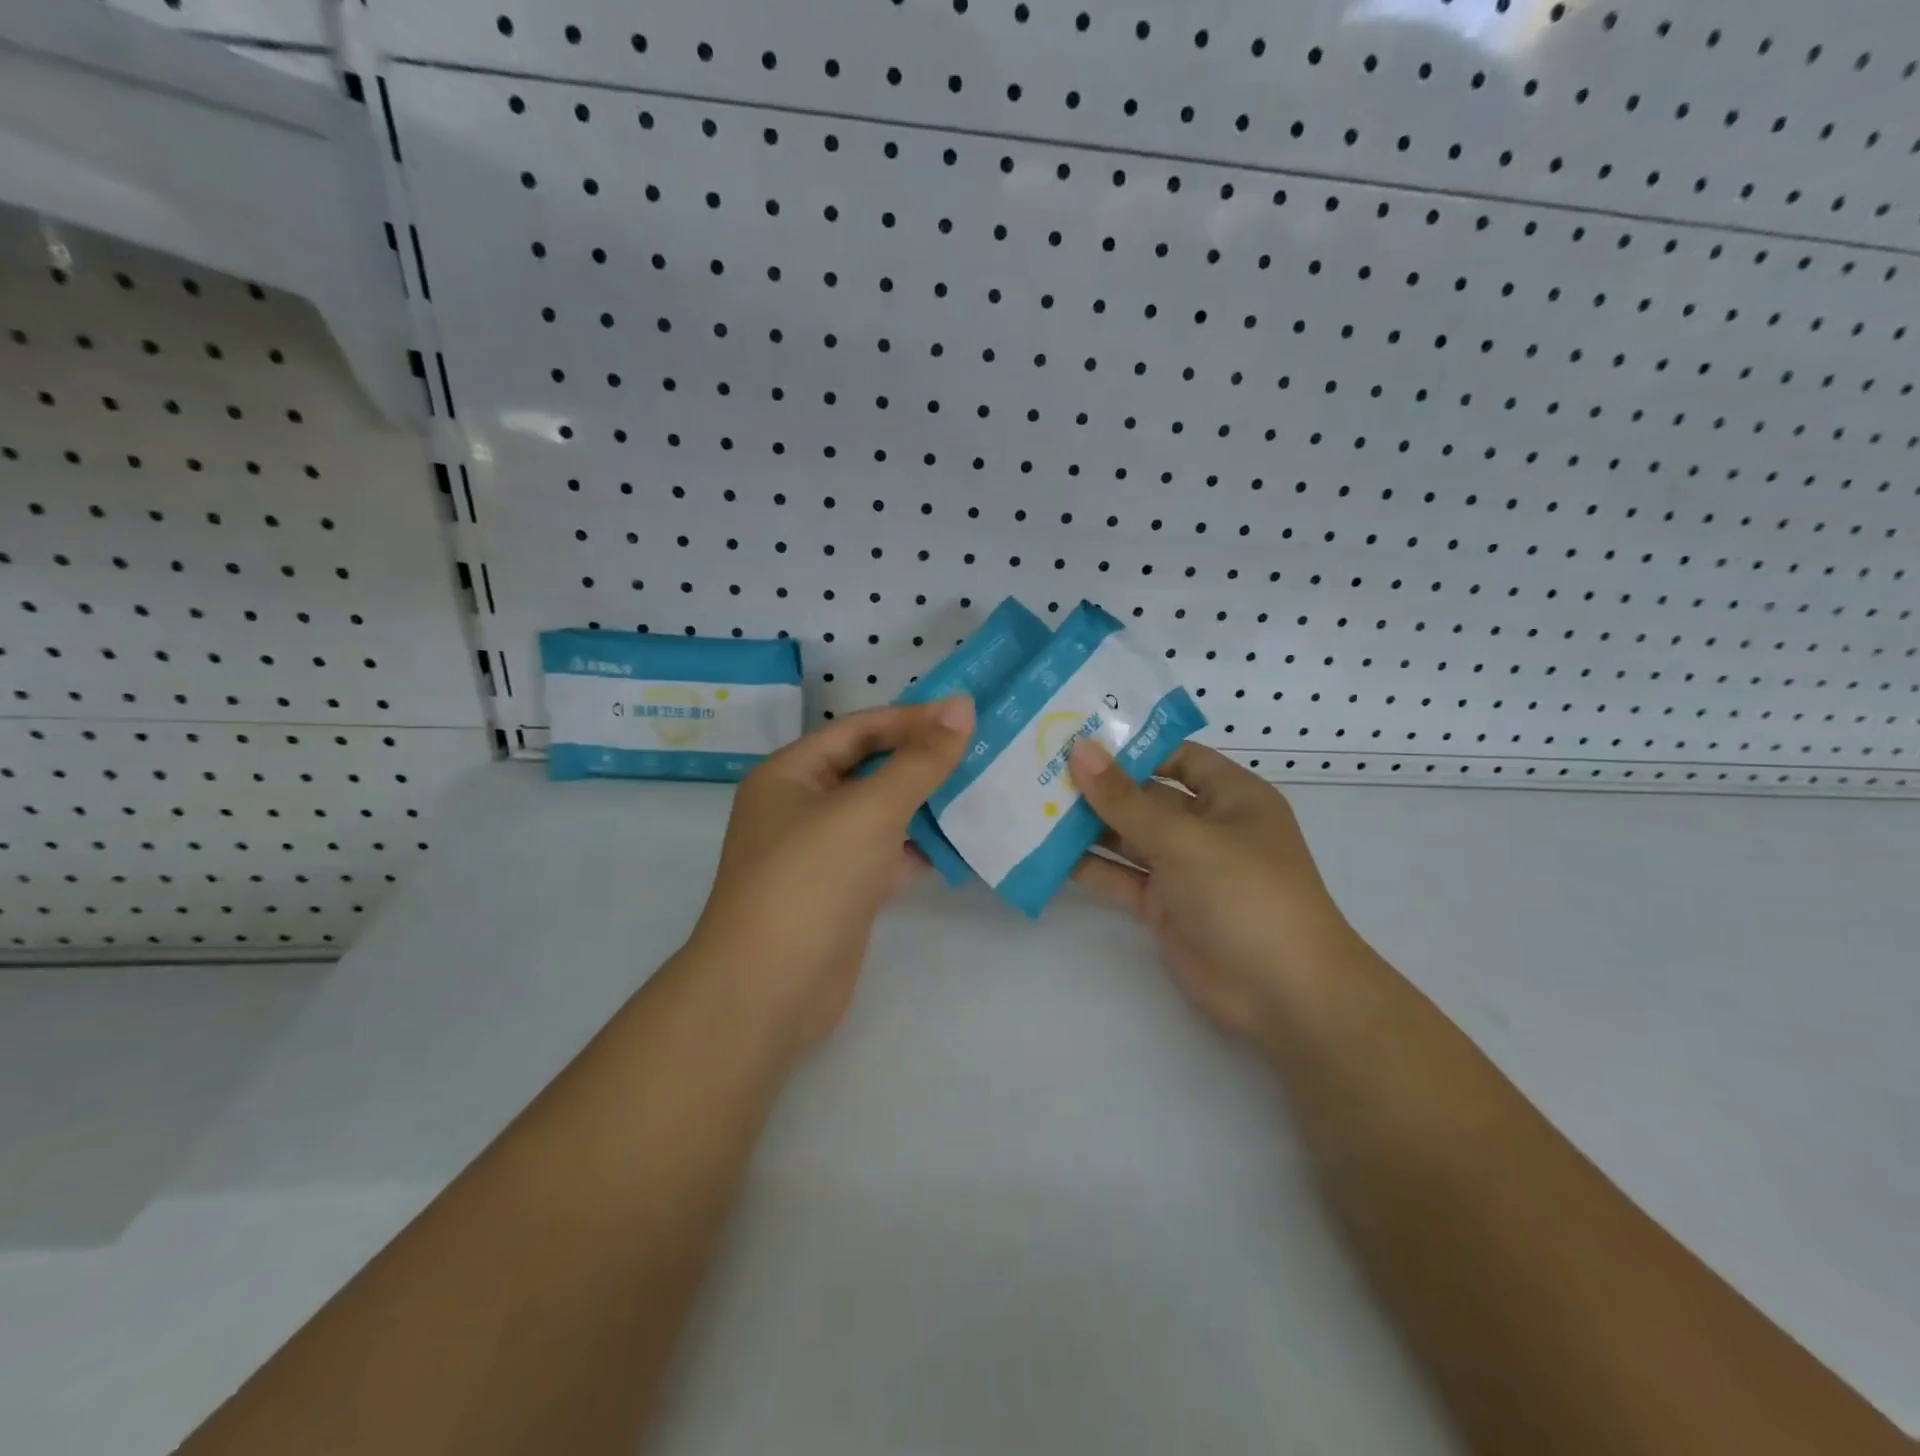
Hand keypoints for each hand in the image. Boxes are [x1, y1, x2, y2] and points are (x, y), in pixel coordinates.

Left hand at [689, 698, 974, 1047]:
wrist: (770, 989)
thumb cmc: (812, 878)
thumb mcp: (870, 808)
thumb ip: (920, 759)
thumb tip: (962, 705)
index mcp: (790, 774)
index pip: (858, 729)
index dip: (911, 719)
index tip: (966, 715)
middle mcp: (800, 808)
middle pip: (869, 770)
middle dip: (920, 761)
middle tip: (980, 749)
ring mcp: (820, 854)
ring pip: (880, 816)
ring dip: (924, 805)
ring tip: (981, 789)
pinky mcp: (842, 894)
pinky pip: (885, 856)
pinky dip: (918, 850)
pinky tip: (959, 844)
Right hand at [1068, 741, 1363, 1049]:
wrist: (1282, 993)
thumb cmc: (1244, 893)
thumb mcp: (1183, 838)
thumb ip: (1125, 799)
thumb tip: (1080, 750)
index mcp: (1230, 796)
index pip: (1177, 756)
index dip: (1132, 746)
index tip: (1078, 736)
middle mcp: (1206, 827)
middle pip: (1146, 797)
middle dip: (1099, 786)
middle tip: (1040, 767)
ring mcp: (1184, 869)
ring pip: (1128, 838)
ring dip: (1087, 826)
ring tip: (1033, 805)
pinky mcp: (1164, 907)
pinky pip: (1121, 878)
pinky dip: (1089, 868)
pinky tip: (1046, 854)